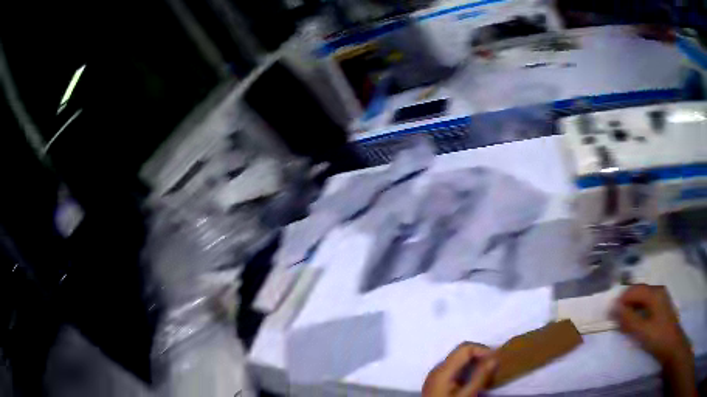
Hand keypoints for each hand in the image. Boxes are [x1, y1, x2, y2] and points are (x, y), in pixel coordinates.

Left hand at [423, 342, 497, 396]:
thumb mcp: (466, 395)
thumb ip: (480, 376)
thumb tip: (495, 358)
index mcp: (443, 370)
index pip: (465, 348)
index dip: (482, 350)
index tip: (495, 361)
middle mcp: (437, 369)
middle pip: (461, 353)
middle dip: (480, 357)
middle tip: (493, 368)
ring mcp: (436, 376)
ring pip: (458, 361)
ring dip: (474, 364)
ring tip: (487, 374)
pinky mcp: (437, 383)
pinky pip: (454, 370)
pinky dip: (467, 371)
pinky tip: (475, 381)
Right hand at [613, 284, 691, 365]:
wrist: (671, 345)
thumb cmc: (658, 337)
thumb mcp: (642, 330)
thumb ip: (628, 319)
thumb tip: (613, 308)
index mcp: (654, 293)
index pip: (634, 290)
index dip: (621, 300)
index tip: (610, 314)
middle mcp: (658, 290)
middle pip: (638, 292)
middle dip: (625, 303)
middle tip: (615, 320)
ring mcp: (660, 298)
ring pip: (642, 298)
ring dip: (631, 308)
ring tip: (623, 323)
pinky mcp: (661, 307)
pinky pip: (646, 303)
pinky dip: (637, 311)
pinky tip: (634, 322)